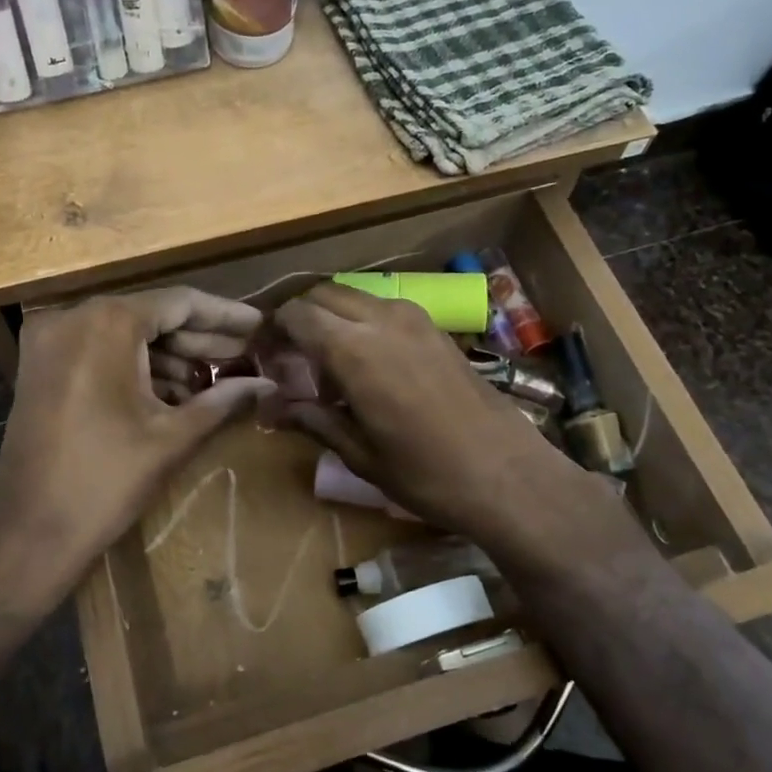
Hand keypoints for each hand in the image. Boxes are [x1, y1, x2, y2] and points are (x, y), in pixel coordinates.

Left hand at [0, 288, 274, 602]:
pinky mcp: (40, 366)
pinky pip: (99, 351)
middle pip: (151, 315)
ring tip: (219, 375)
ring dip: (170, 354)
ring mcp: (50, 340)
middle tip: (246, 353)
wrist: (28, 532)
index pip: (180, 302)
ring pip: (125, 334)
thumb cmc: (106, 481)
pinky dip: (136, 365)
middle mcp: (73, 317)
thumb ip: (223, 400)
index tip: (260, 325)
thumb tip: (269, 384)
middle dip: (199, 338)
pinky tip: (177, 389)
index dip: (225, 314)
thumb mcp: (172, 437)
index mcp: (107, 323)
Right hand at [274, 284, 601, 544]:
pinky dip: (361, 322)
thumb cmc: (426, 474)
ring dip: (332, 317)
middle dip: (299, 318)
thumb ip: (312, 419)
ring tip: (326, 363)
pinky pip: (384, 308)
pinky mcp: (437, 329)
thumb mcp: (359, 453)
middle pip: (323, 295)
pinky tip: (366, 364)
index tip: (263, 357)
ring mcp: (415, 319)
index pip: (296, 315)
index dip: (273, 331)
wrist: (509, 476)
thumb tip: (270, 409)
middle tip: (289, 358)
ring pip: (355, 297)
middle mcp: (382, 319)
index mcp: (355, 349)